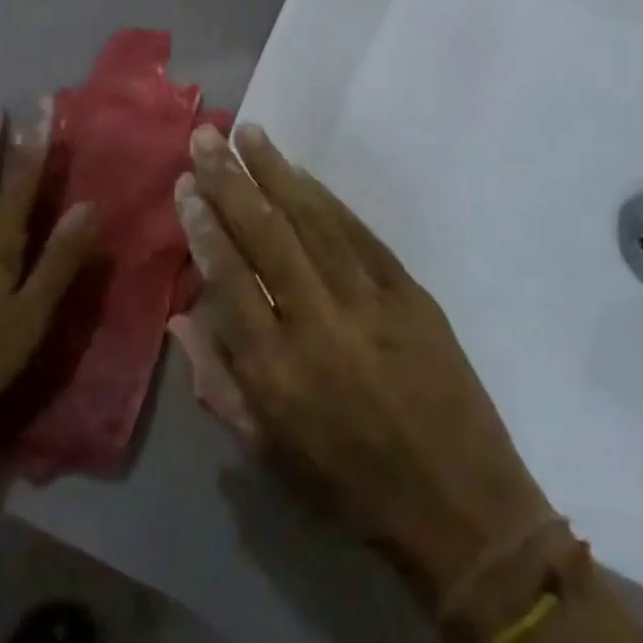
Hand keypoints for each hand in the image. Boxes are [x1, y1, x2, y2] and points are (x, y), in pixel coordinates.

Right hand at [176, 123, 558, 625]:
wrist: (461, 509)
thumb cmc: (349, 490)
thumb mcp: (267, 454)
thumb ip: (218, 381)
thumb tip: (180, 316)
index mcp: (277, 372)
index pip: (229, 280)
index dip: (204, 228)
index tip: (186, 187)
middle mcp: (319, 326)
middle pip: (267, 237)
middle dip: (230, 182)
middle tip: (205, 138)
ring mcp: (372, 305)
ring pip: (314, 224)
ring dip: (277, 173)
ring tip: (249, 134)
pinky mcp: (412, 296)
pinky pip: (361, 237)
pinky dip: (328, 200)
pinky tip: (302, 173)